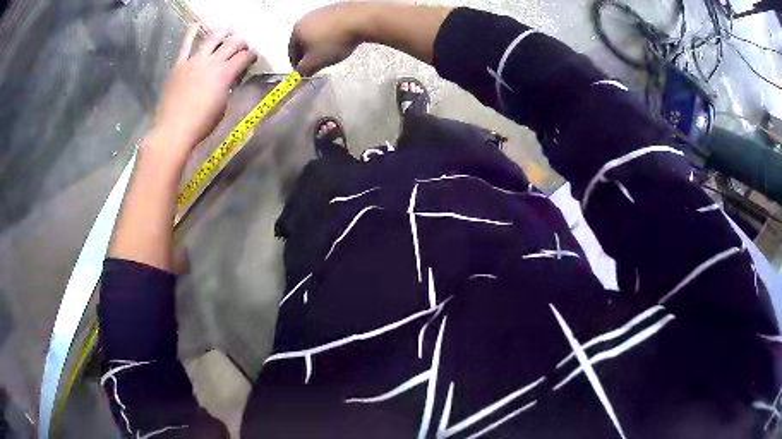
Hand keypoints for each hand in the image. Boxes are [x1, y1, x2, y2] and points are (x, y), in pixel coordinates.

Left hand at [151, 24, 256, 153]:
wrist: (173, 130)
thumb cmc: (201, 125)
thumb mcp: (223, 107)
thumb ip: (229, 88)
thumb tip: (231, 79)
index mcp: (226, 74)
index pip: (244, 57)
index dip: (251, 56)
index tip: (252, 59)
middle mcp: (212, 62)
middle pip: (232, 44)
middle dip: (241, 42)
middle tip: (243, 45)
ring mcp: (194, 61)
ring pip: (212, 38)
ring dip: (223, 31)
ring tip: (228, 27)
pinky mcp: (179, 65)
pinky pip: (185, 45)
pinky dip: (191, 33)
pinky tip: (196, 24)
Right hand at [289, 3, 369, 75]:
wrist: (359, 21)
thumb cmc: (334, 41)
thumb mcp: (315, 62)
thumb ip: (304, 70)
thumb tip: (300, 74)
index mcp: (297, 30)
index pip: (292, 52)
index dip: (297, 65)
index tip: (304, 72)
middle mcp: (306, 19)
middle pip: (303, 41)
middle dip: (308, 54)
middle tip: (316, 64)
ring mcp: (321, 12)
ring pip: (316, 34)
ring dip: (320, 44)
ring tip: (330, 53)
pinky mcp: (336, 10)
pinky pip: (330, 27)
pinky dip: (331, 36)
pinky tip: (340, 41)